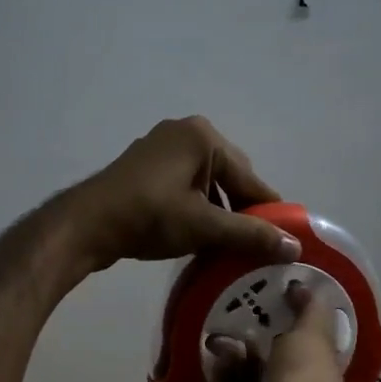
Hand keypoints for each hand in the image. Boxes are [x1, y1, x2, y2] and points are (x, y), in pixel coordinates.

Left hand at [64, 117, 301, 270]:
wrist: (86, 224)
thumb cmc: (149, 216)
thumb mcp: (204, 226)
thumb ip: (250, 235)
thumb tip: (294, 248)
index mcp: (203, 136)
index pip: (250, 178)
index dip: (267, 212)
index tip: (283, 240)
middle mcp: (184, 133)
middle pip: (229, 178)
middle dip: (240, 212)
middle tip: (251, 247)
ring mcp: (161, 148)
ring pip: (206, 184)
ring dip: (217, 213)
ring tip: (226, 246)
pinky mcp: (145, 167)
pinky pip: (184, 186)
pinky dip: (195, 209)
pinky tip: (197, 235)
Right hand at [209, 282, 375, 381]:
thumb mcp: (316, 342)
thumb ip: (310, 313)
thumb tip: (304, 287)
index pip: (323, 367)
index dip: (305, 341)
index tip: (286, 314)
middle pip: (283, 372)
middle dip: (266, 346)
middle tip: (249, 316)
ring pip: (253, 381)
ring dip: (241, 355)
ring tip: (226, 331)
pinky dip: (221, 371)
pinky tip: (214, 350)